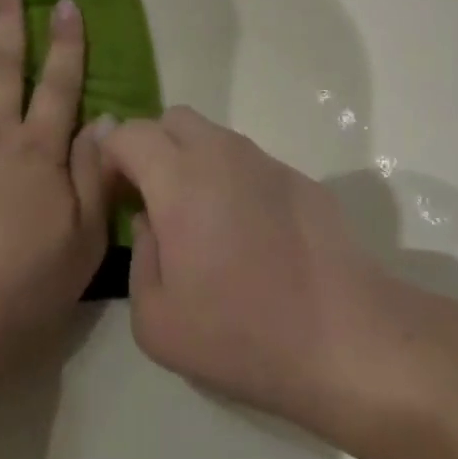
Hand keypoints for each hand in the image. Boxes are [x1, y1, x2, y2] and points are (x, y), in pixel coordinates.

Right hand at [102, 108, 382, 428]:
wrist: (347, 339)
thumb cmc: (242, 334)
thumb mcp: (157, 321)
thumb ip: (139, 257)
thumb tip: (152, 224)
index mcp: (179, 180)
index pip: (129, 133)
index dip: (111, 157)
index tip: (116, 196)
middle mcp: (222, 154)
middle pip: (173, 119)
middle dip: (152, 147)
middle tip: (153, 198)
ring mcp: (266, 162)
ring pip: (214, 136)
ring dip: (193, 161)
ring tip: (202, 219)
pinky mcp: (301, 178)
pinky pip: (250, 162)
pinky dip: (233, 180)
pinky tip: (250, 234)